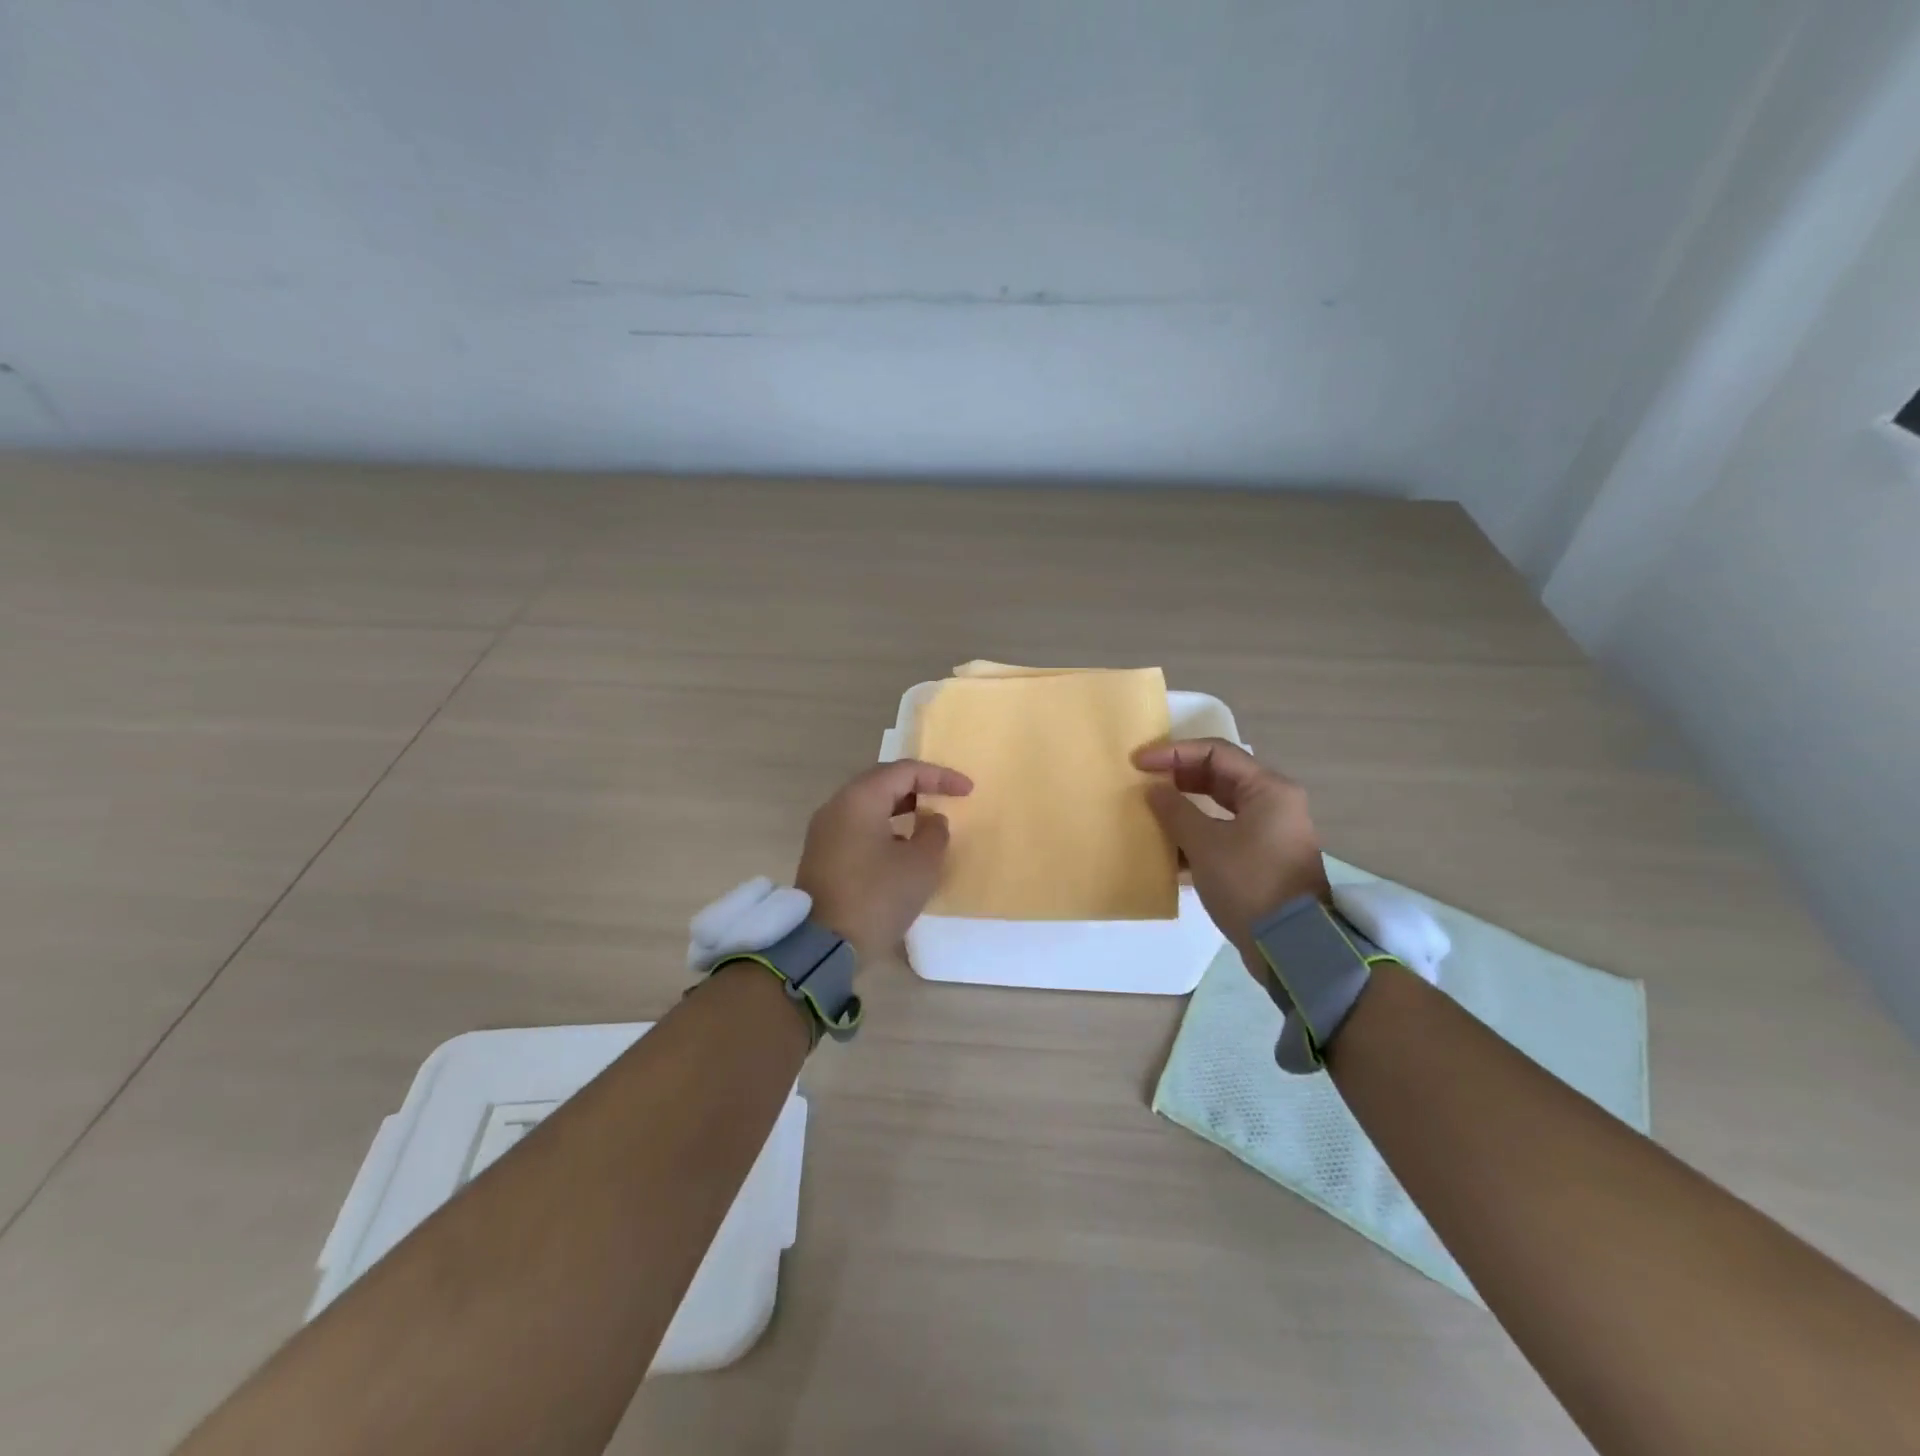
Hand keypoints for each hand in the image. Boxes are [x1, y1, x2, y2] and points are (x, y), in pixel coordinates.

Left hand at [795, 759, 971, 958]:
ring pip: (869, 806)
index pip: (904, 771)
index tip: (968, 791)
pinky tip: (903, 848)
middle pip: (882, 782)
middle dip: (918, 787)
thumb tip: (931, 820)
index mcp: (859, 799)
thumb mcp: (921, 864)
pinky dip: (884, 828)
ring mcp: (825, 831)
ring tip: (928, 823)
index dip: (940, 776)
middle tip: (946, 798)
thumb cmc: (877, 897)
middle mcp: (837, 806)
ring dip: (901, 809)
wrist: (823, 946)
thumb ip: (935, 833)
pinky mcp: (822, 855)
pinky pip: (858, 827)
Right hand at [1133, 738, 1328, 972]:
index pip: (1215, 752)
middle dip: (1178, 778)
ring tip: (1150, 813)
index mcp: (1268, 790)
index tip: (1139, 762)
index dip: (1173, 752)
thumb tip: (1154, 790)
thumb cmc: (1249, 883)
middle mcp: (1273, 804)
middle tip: (1143, 783)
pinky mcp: (1262, 860)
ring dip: (1184, 809)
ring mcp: (1270, 833)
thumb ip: (1175, 811)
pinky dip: (1196, 836)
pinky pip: (1223, 834)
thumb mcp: (1205, 844)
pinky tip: (1167, 850)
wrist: (1292, 946)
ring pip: (1219, 808)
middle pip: (1218, 777)